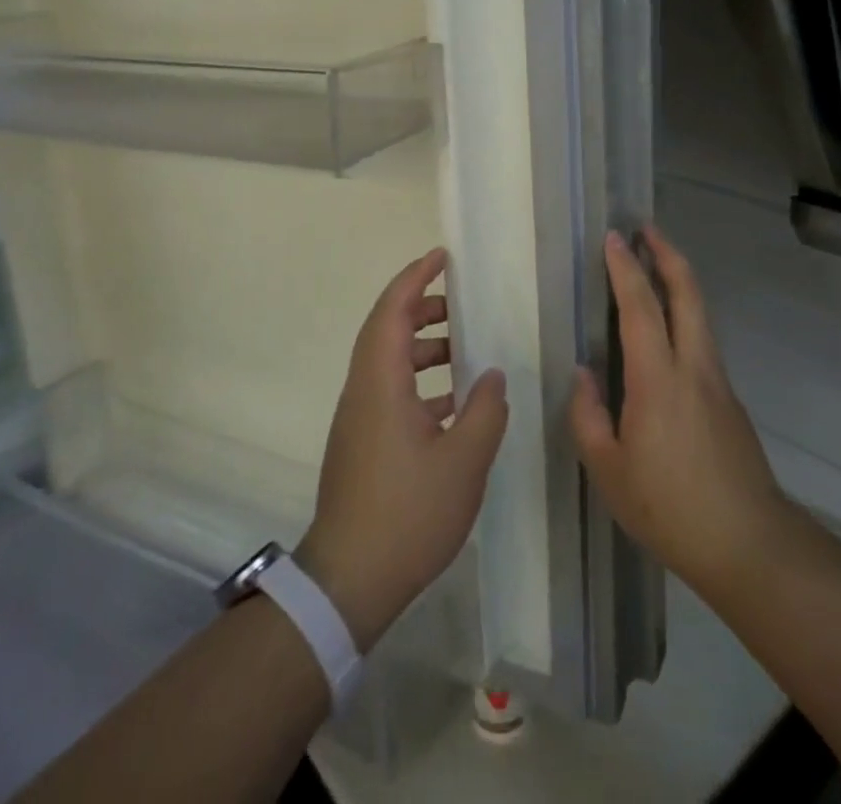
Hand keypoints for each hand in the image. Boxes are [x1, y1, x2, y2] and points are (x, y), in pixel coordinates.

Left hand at [296, 248, 507, 653]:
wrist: (348, 582)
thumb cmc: (407, 513)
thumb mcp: (464, 460)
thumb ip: (485, 409)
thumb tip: (491, 375)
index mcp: (381, 383)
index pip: (393, 311)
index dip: (415, 278)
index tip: (441, 257)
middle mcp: (363, 391)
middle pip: (386, 330)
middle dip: (421, 308)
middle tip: (460, 304)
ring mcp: (358, 419)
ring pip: (387, 363)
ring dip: (422, 347)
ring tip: (463, 352)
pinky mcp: (361, 444)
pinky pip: (389, 391)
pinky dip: (419, 382)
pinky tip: (452, 406)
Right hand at [570, 228, 792, 598]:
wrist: (749, 543)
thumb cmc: (669, 508)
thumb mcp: (609, 471)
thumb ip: (590, 416)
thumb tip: (585, 375)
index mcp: (658, 379)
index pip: (641, 307)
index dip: (626, 268)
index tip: (613, 238)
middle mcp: (693, 366)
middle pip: (687, 293)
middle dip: (667, 254)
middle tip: (645, 229)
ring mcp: (717, 380)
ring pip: (700, 312)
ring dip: (679, 279)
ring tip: (655, 265)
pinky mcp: (729, 398)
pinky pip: (702, 338)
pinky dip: (685, 312)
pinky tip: (667, 329)